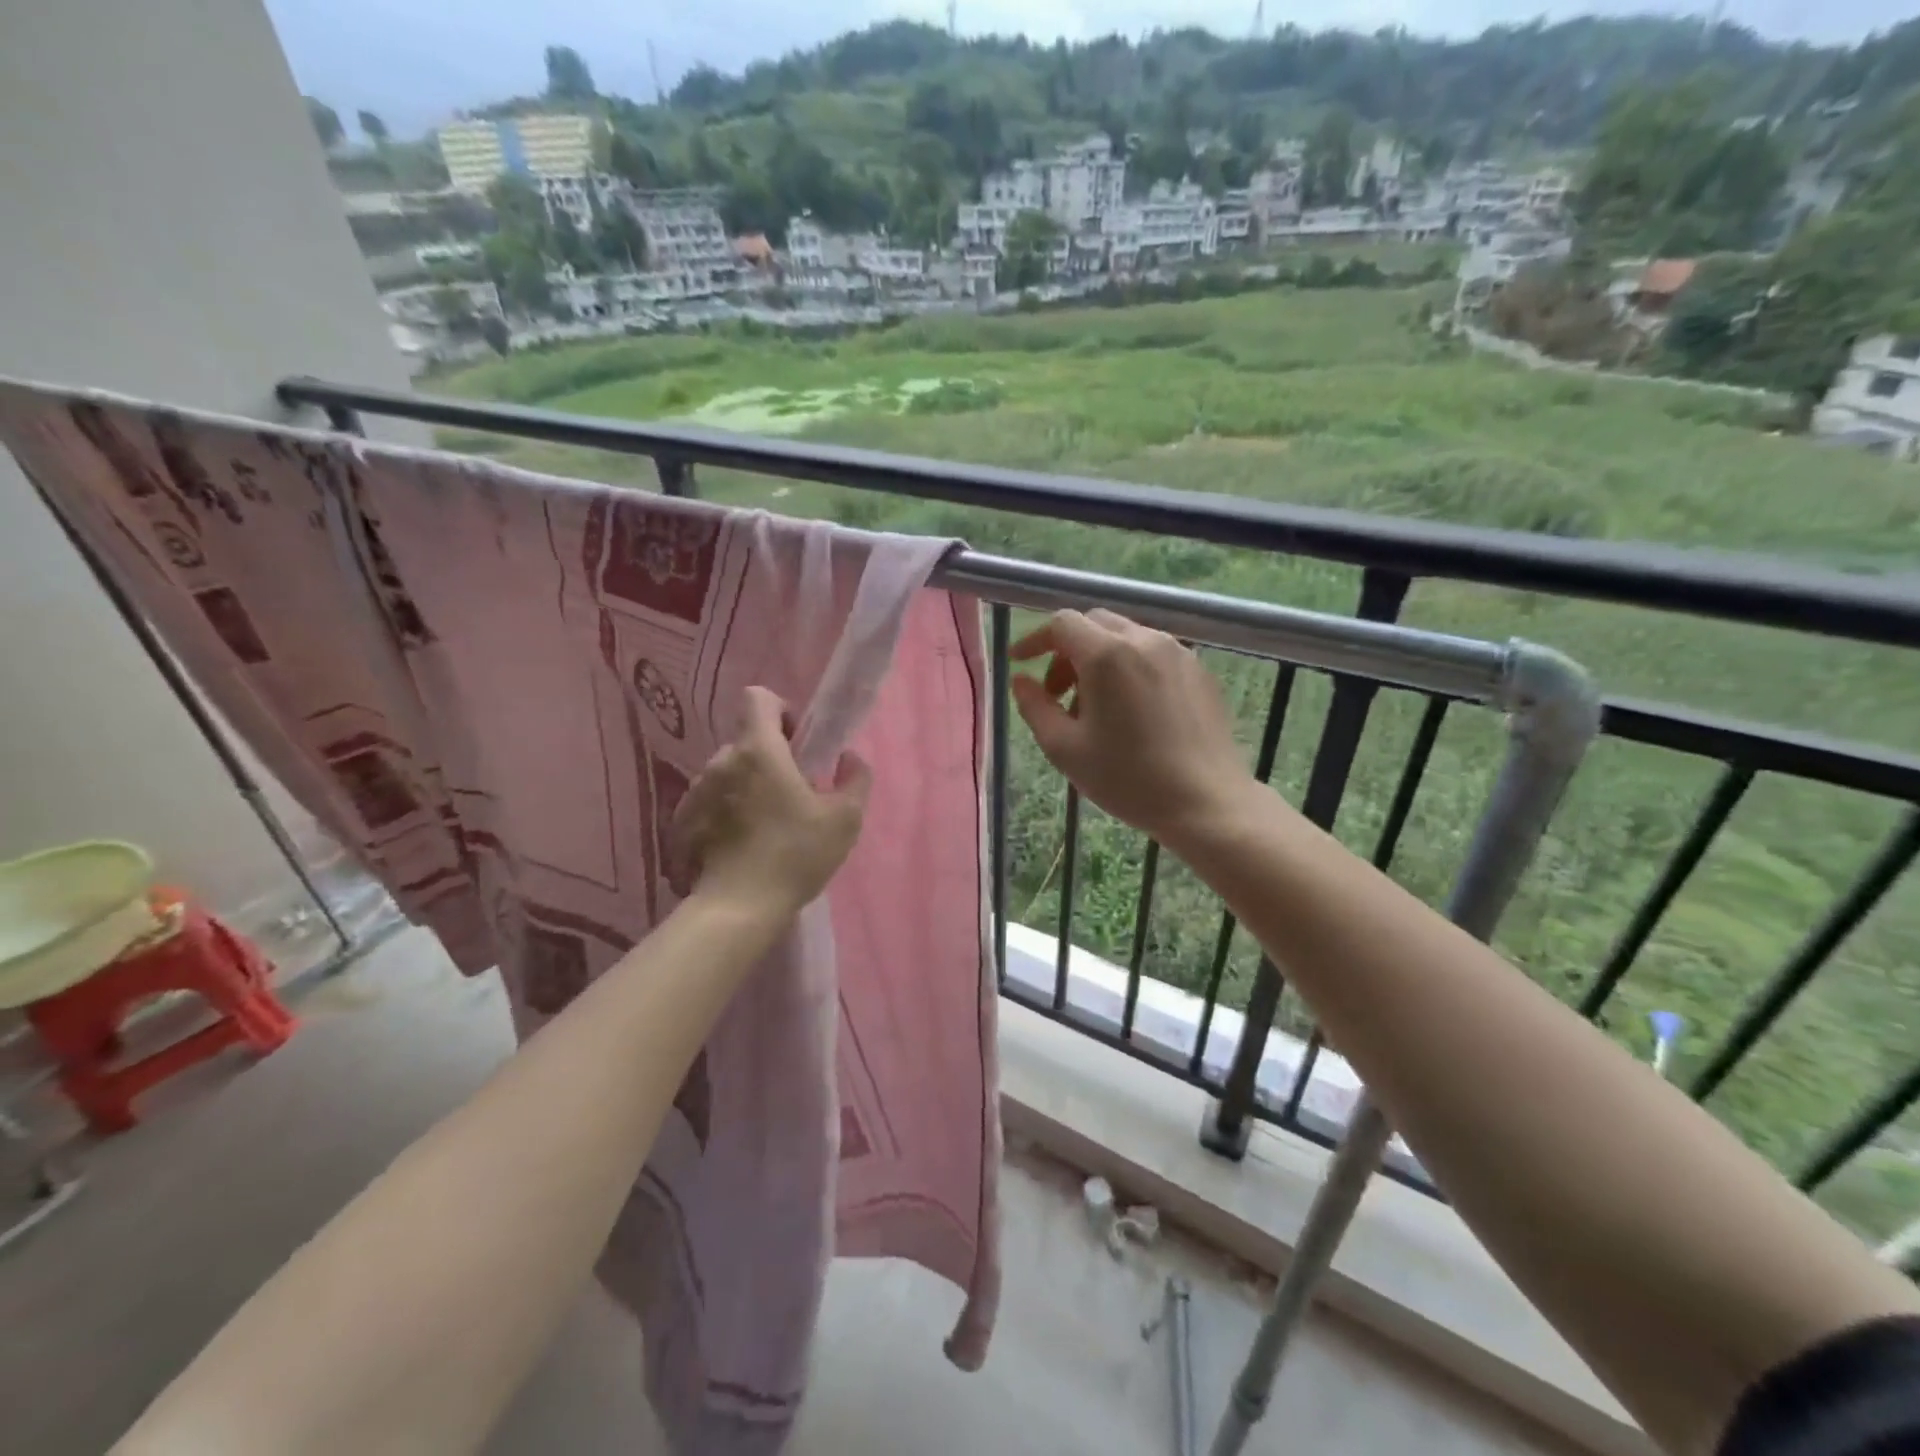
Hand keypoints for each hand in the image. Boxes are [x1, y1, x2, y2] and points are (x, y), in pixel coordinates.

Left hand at [671, 687, 871, 916]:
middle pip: (746, 740)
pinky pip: (709, 800)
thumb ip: (855, 778)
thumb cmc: (796, 855)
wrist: (739, 908)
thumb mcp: (845, 819)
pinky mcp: (681, 821)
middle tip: (792, 793)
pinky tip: (741, 844)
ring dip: (747, 785)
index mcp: (759, 750)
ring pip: (728, 772)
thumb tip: (848, 758)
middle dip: (770, 757)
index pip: (758, 698)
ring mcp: (695, 791)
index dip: (781, 711)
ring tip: (765, 824)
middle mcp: (721, 761)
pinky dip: (726, 811)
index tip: (798, 743)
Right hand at [1011, 609, 1251, 850]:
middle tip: (1058, 693)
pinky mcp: (1200, 671)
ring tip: (1096, 708)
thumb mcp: (1065, 749)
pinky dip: (1131, 668)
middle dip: (1067, 650)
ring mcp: (1178, 653)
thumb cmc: (1128, 778)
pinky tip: (1133, 712)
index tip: (1020, 663)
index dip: (1035, 639)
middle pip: (1095, 624)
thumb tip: (1021, 680)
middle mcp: (1145, 640)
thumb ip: (1035, 707)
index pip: (1062, 623)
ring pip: (1126, 637)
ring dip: (1100, 659)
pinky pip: (1155, 654)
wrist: (1206, 802)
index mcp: (1107, 655)